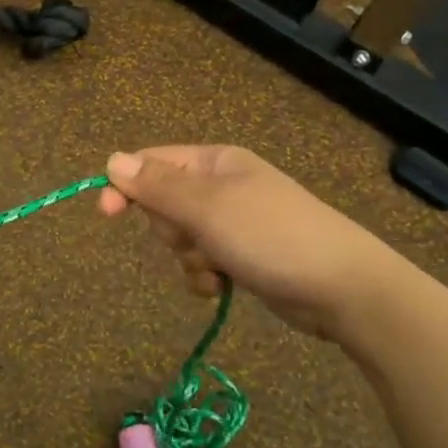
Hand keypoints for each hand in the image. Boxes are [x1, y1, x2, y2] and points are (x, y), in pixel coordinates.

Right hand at [97, 145, 404, 343]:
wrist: (342, 288)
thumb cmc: (270, 236)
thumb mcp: (206, 207)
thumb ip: (156, 185)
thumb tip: (111, 159)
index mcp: (214, 162)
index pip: (152, 163)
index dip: (126, 185)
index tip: (106, 214)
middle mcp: (222, 186)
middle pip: (164, 203)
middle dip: (171, 228)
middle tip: (195, 239)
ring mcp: (234, 222)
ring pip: (181, 238)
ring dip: (189, 257)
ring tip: (217, 267)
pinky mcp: (244, 255)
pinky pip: (202, 261)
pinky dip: (205, 275)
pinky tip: (223, 286)